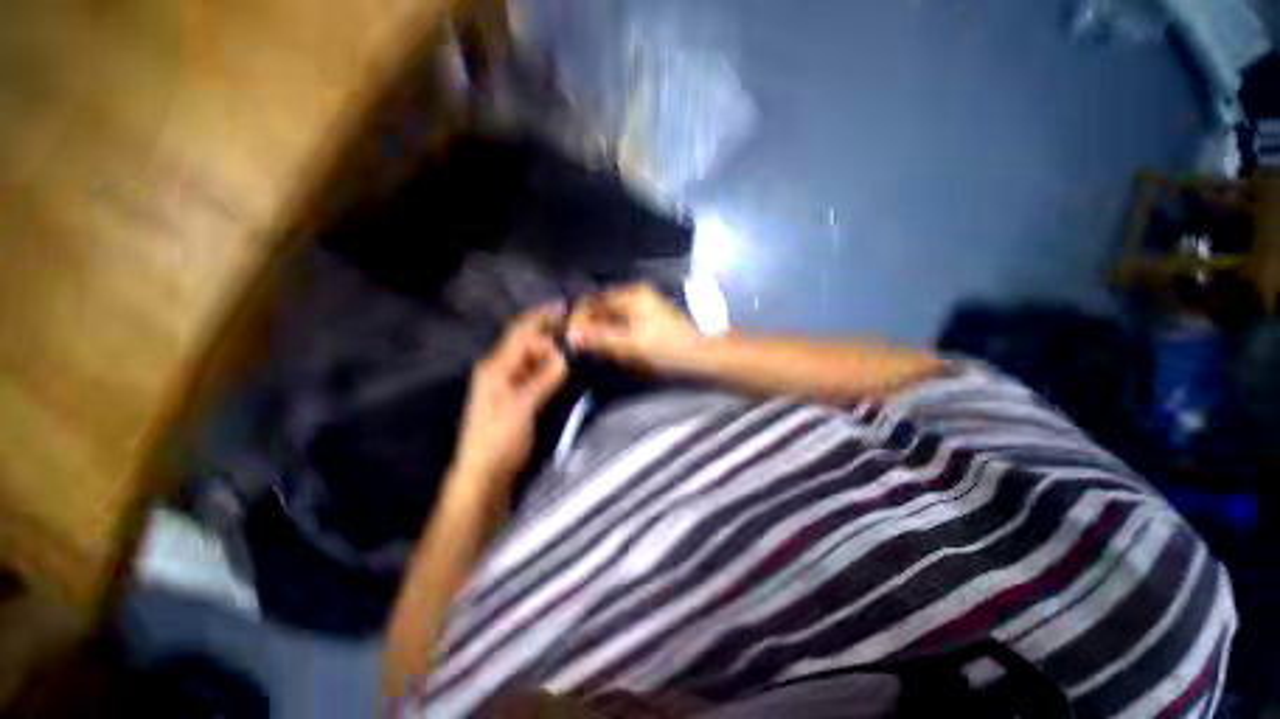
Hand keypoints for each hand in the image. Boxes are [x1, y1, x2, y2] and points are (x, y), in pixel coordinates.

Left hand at [454, 303, 567, 483]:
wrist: (485, 475)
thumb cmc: (499, 440)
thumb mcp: (522, 407)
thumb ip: (545, 378)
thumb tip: (567, 353)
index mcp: (495, 367)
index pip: (522, 334)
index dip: (545, 322)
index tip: (570, 317)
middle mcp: (501, 369)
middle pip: (526, 340)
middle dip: (548, 328)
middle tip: (574, 319)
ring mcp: (509, 383)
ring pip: (533, 356)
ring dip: (552, 347)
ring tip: (574, 341)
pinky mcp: (519, 396)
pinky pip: (537, 372)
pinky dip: (551, 365)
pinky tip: (566, 364)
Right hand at [566, 283, 702, 372]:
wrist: (703, 355)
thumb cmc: (668, 348)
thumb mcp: (632, 344)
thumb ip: (601, 339)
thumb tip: (571, 335)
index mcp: (632, 295)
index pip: (594, 301)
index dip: (579, 318)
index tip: (569, 338)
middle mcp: (636, 294)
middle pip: (602, 307)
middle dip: (589, 325)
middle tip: (578, 345)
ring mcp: (644, 306)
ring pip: (612, 315)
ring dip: (600, 330)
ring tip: (590, 347)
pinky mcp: (649, 318)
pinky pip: (622, 322)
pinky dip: (613, 333)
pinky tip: (610, 346)